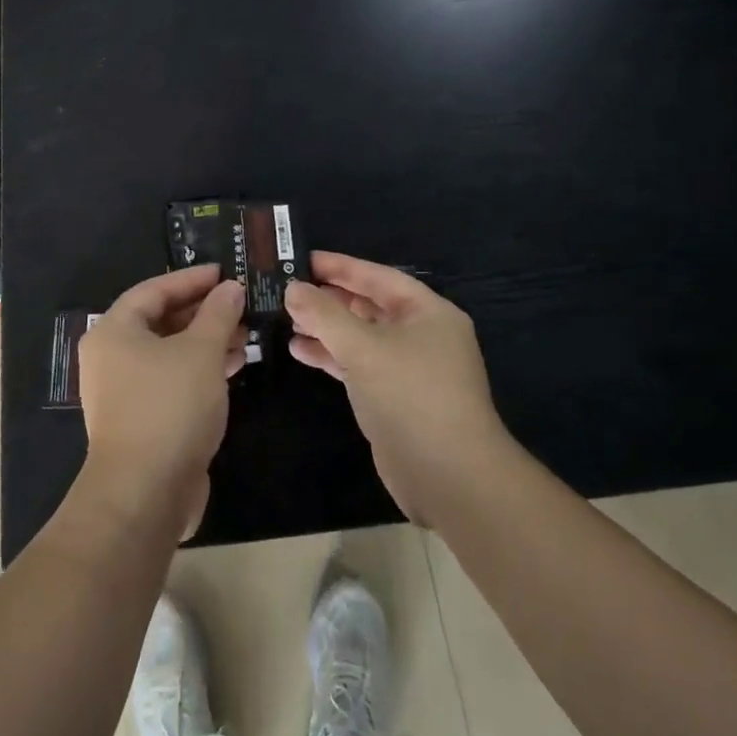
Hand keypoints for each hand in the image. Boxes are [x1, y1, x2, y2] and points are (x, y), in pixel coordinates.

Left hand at [79, 264, 246, 538]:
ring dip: (206, 342)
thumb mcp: (201, 351)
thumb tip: (231, 288)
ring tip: (245, 335)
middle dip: (202, 312)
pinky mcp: (141, 419)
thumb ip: (218, 314)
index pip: (153, 290)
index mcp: (114, 331)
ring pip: (169, 353)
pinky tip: (232, 367)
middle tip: (239, 304)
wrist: (145, 493)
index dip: (190, 279)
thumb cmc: (169, 406)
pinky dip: (199, 370)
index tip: (224, 272)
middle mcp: (112, 356)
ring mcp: (124, 391)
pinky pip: (171, 380)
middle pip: (160, 320)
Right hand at [285, 252, 508, 524]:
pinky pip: (359, 365)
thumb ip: (324, 314)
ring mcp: (409, 369)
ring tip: (287, 320)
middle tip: (287, 289)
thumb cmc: (410, 396)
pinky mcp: (395, 398)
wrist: (449, 477)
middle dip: (329, 299)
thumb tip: (293, 288)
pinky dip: (332, 356)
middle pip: (368, 305)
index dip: (339, 266)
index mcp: (427, 312)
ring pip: (361, 337)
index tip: (301, 258)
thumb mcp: (363, 347)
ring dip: (326, 328)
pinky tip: (300, 352)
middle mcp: (421, 335)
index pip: (377, 276)